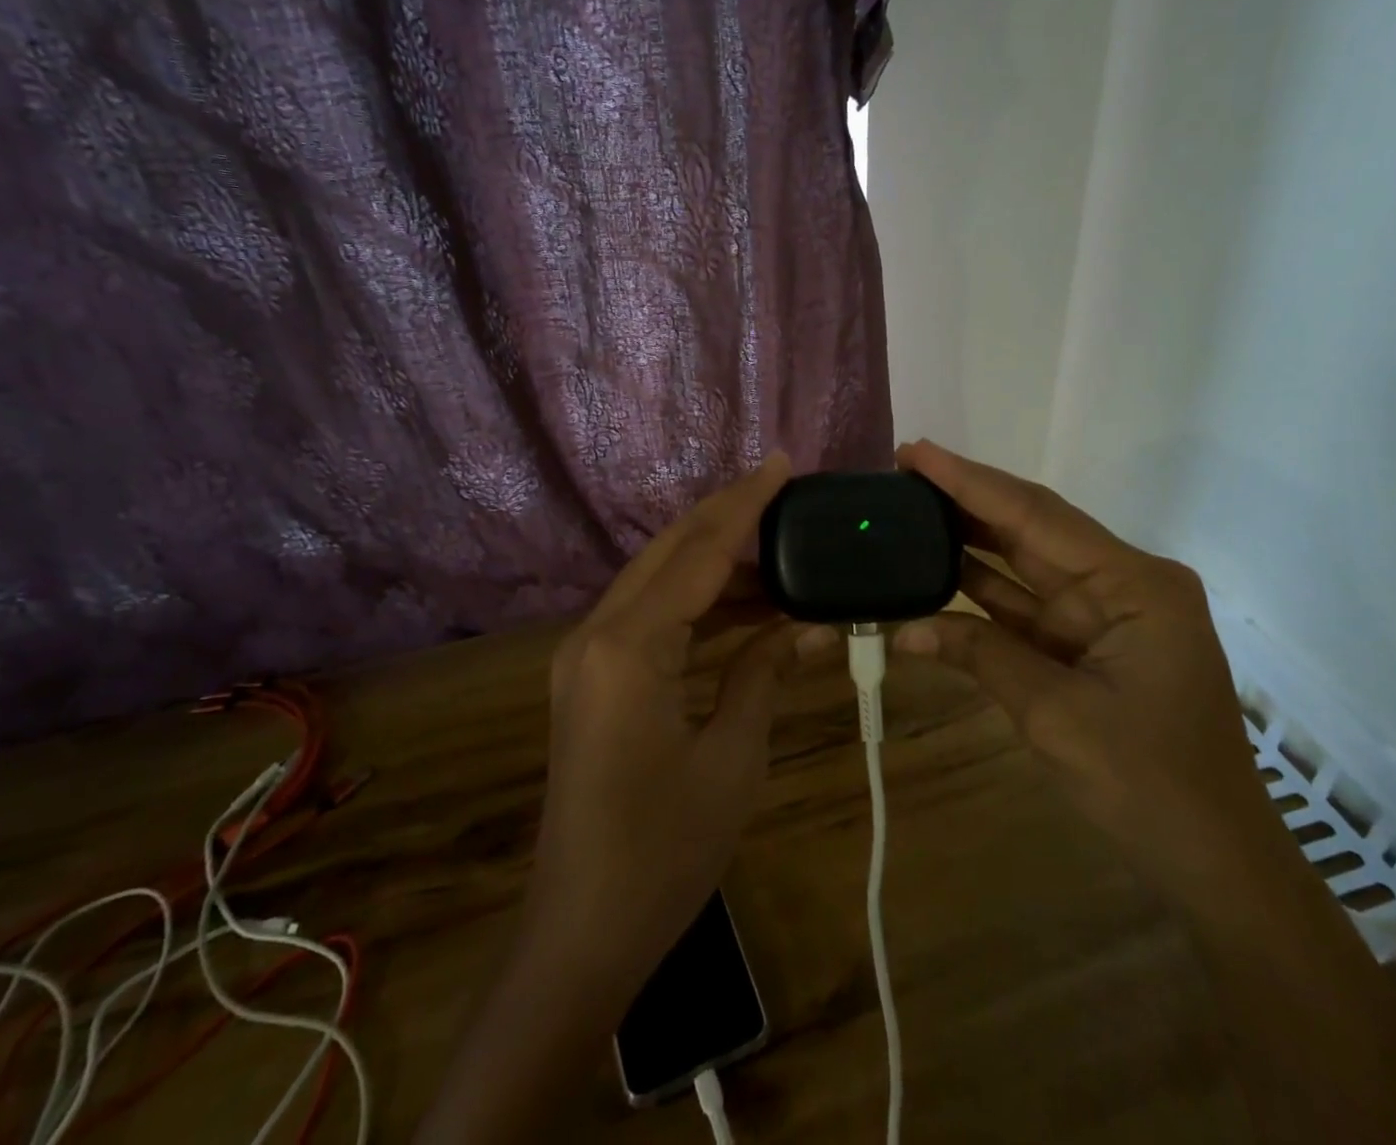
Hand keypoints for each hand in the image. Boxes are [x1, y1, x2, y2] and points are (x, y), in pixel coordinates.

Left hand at [520, 451, 828, 999]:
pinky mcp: (592, 678)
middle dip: (727, 516)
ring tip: (781, 552)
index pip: (699, 552)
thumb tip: (812, 626)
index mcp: (629, 644)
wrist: (582, 931)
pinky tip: (745, 608)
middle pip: (671, 552)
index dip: (745, 503)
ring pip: (660, 581)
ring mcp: (587, 655)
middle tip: (784, 493)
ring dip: (717, 565)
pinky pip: (651, 618)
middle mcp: (597, 633)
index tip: (782, 463)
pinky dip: (697, 605)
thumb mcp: (732, 757)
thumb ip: (765, 673)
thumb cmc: (664, 849)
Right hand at [893, 440, 1283, 900]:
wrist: (1214, 864)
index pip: (1036, 516)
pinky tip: (935, 572)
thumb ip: (981, 655)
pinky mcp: (1088, 644)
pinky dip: (982, 595)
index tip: (916, 451)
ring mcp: (1105, 615)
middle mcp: (1123, 584)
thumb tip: (907, 629)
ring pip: (1024, 564)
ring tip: (908, 511)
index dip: (970, 482)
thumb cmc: (1148, 785)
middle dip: (966, 501)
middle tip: (901, 474)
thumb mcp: (1055, 715)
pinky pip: (1026, 606)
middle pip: (1032, 529)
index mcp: (1135, 584)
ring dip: (969, 542)